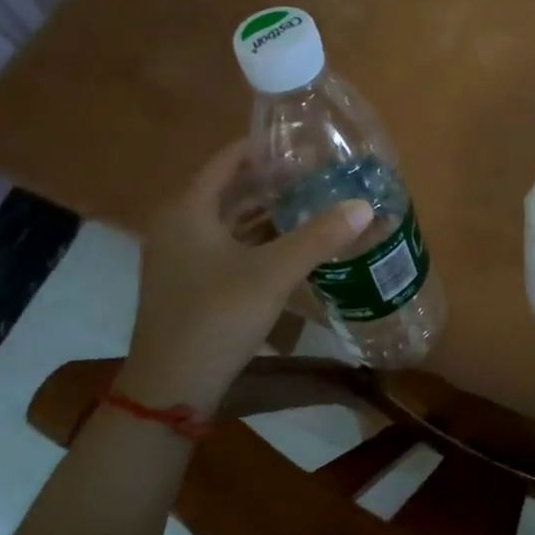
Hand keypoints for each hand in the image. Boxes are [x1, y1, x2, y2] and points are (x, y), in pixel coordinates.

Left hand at [121, 140, 372, 410]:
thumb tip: (364, 206)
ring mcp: (180, 255)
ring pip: (229, 218)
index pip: (228, 160)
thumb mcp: (273, 273)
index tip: (306, 146)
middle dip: (273, 180)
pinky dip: (257, 237)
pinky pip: (227, 244)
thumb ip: (319, 237)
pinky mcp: (189, 281)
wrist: (170, 388)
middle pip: (230, 188)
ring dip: (267, 210)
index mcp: (188, 209)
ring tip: (311, 202)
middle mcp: (178, 224)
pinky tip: (291, 243)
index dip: (266, 149)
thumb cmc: (216, 318)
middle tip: (318, 175)